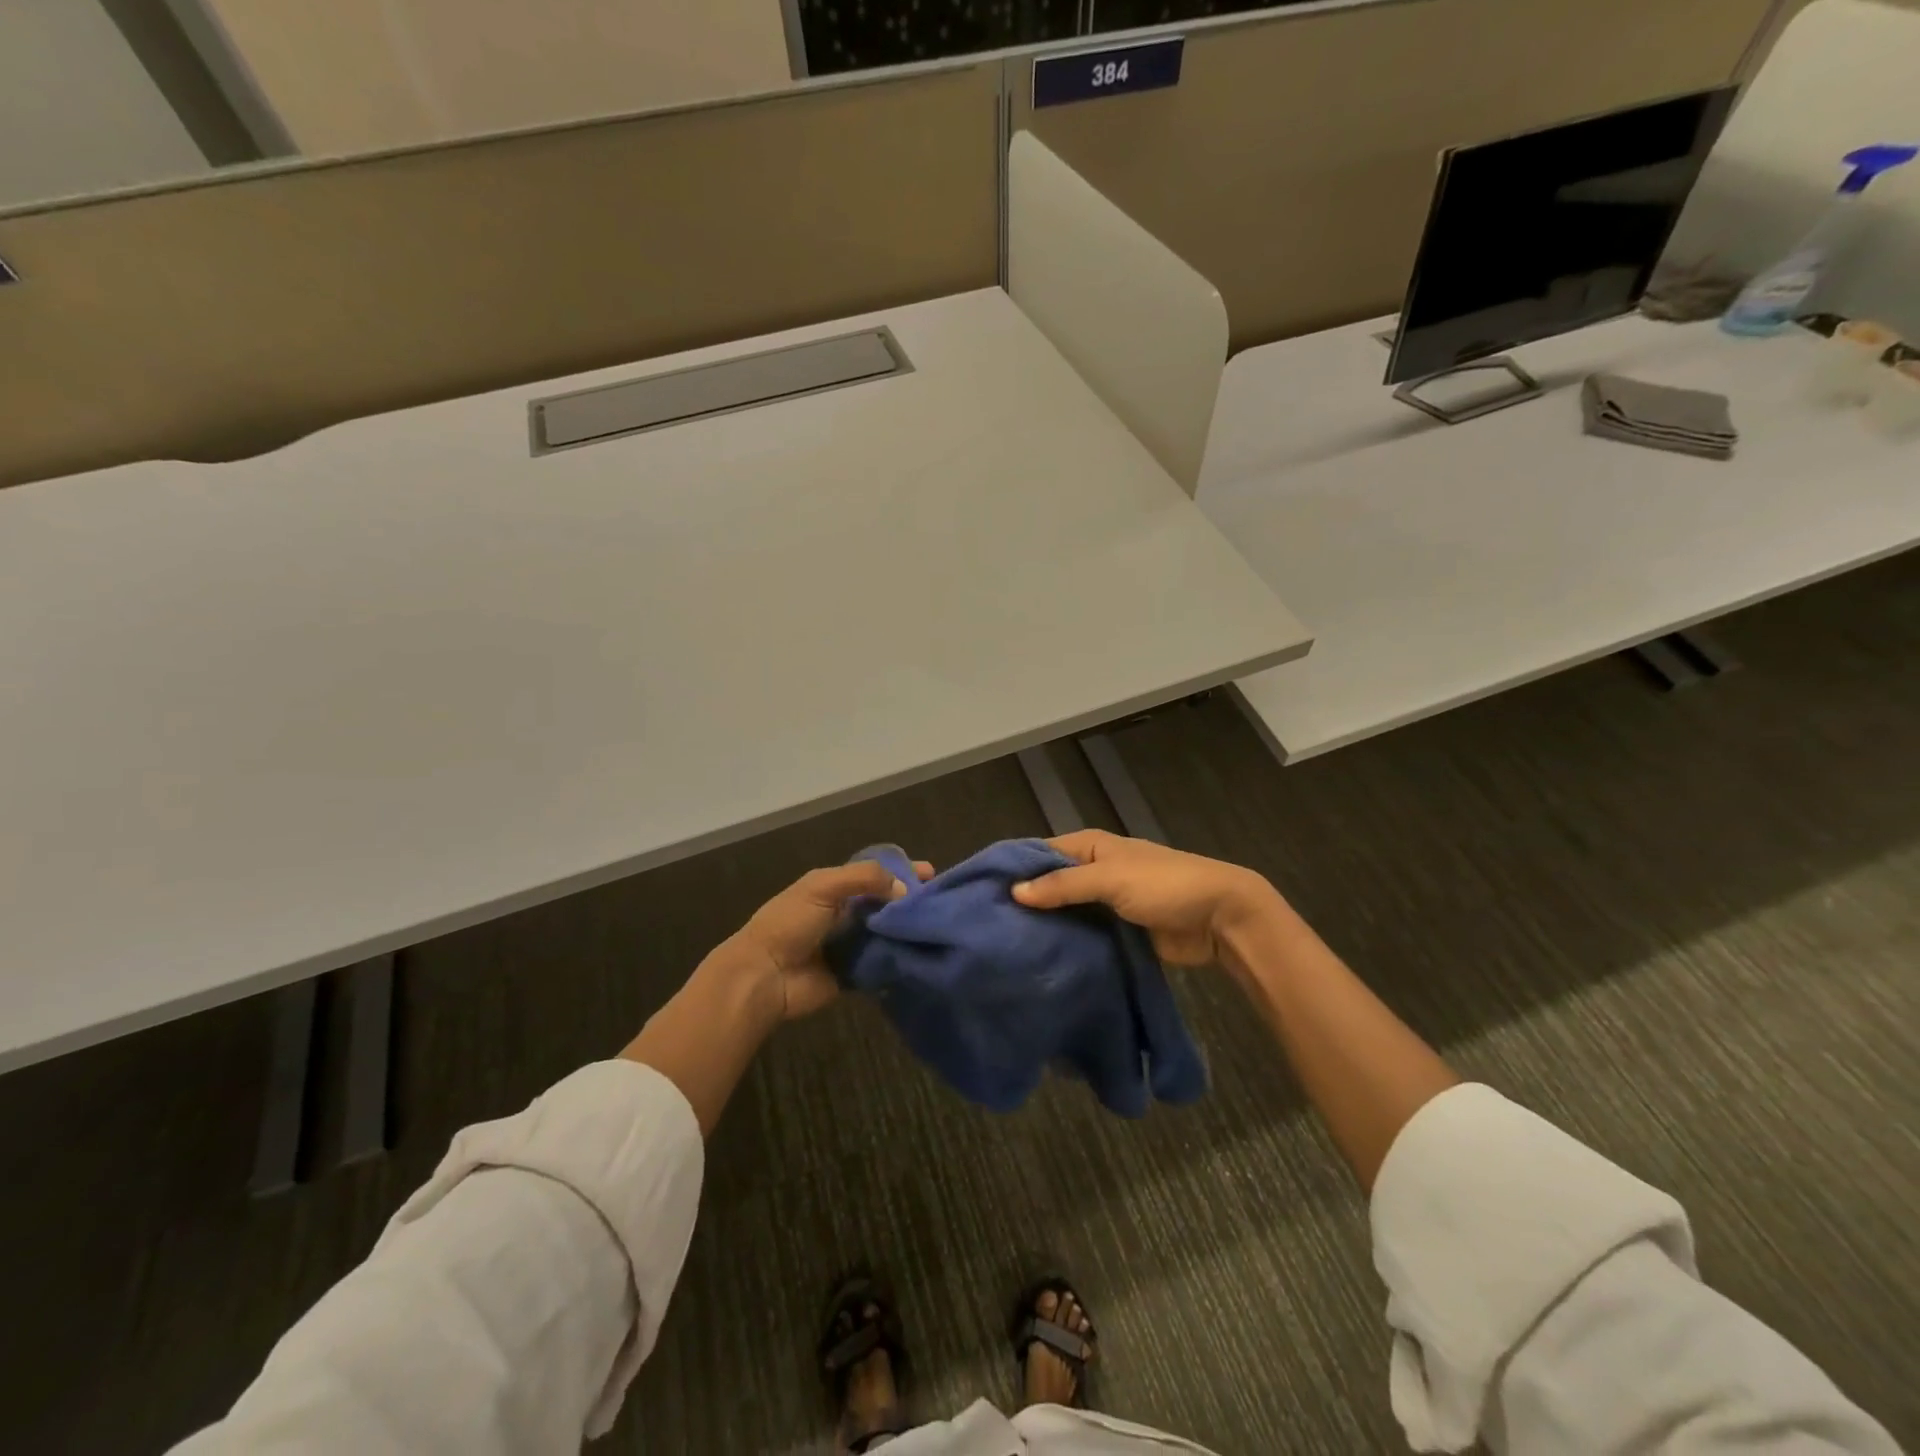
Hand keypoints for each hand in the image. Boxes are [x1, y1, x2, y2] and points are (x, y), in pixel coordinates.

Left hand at [708, 859, 933, 1023]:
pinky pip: (883, 963)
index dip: (902, 871)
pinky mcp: (855, 973)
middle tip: (941, 903)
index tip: (932, 873)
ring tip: (940, 927)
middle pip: (886, 903)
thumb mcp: (823, 886)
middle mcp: (846, 913)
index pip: (876, 874)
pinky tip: (926, 954)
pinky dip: (900, 958)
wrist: (765, 976)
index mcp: (835, 887)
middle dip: (911, 901)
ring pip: (888, 932)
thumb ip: (864, 879)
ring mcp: (851, 944)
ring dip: (908, 930)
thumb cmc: (790, 923)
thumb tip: (904, 889)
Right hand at [1011, 830, 1280, 967]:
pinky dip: (1066, 944)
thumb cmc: (1164, 885)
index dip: (1014, 869)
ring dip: (1045, 927)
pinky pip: (1084, 935)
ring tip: (1005, 949)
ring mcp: (1105, 903)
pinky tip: (1040, 961)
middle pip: (1050, 884)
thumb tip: (1014, 891)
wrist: (1221, 918)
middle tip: (987, 928)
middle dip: (1026, 902)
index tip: (980, 892)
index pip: (1041, 852)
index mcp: (1091, 846)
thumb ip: (1063, 885)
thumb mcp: (1110, 878)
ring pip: (1065, 912)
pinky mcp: (1117, 932)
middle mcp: (1094, 870)